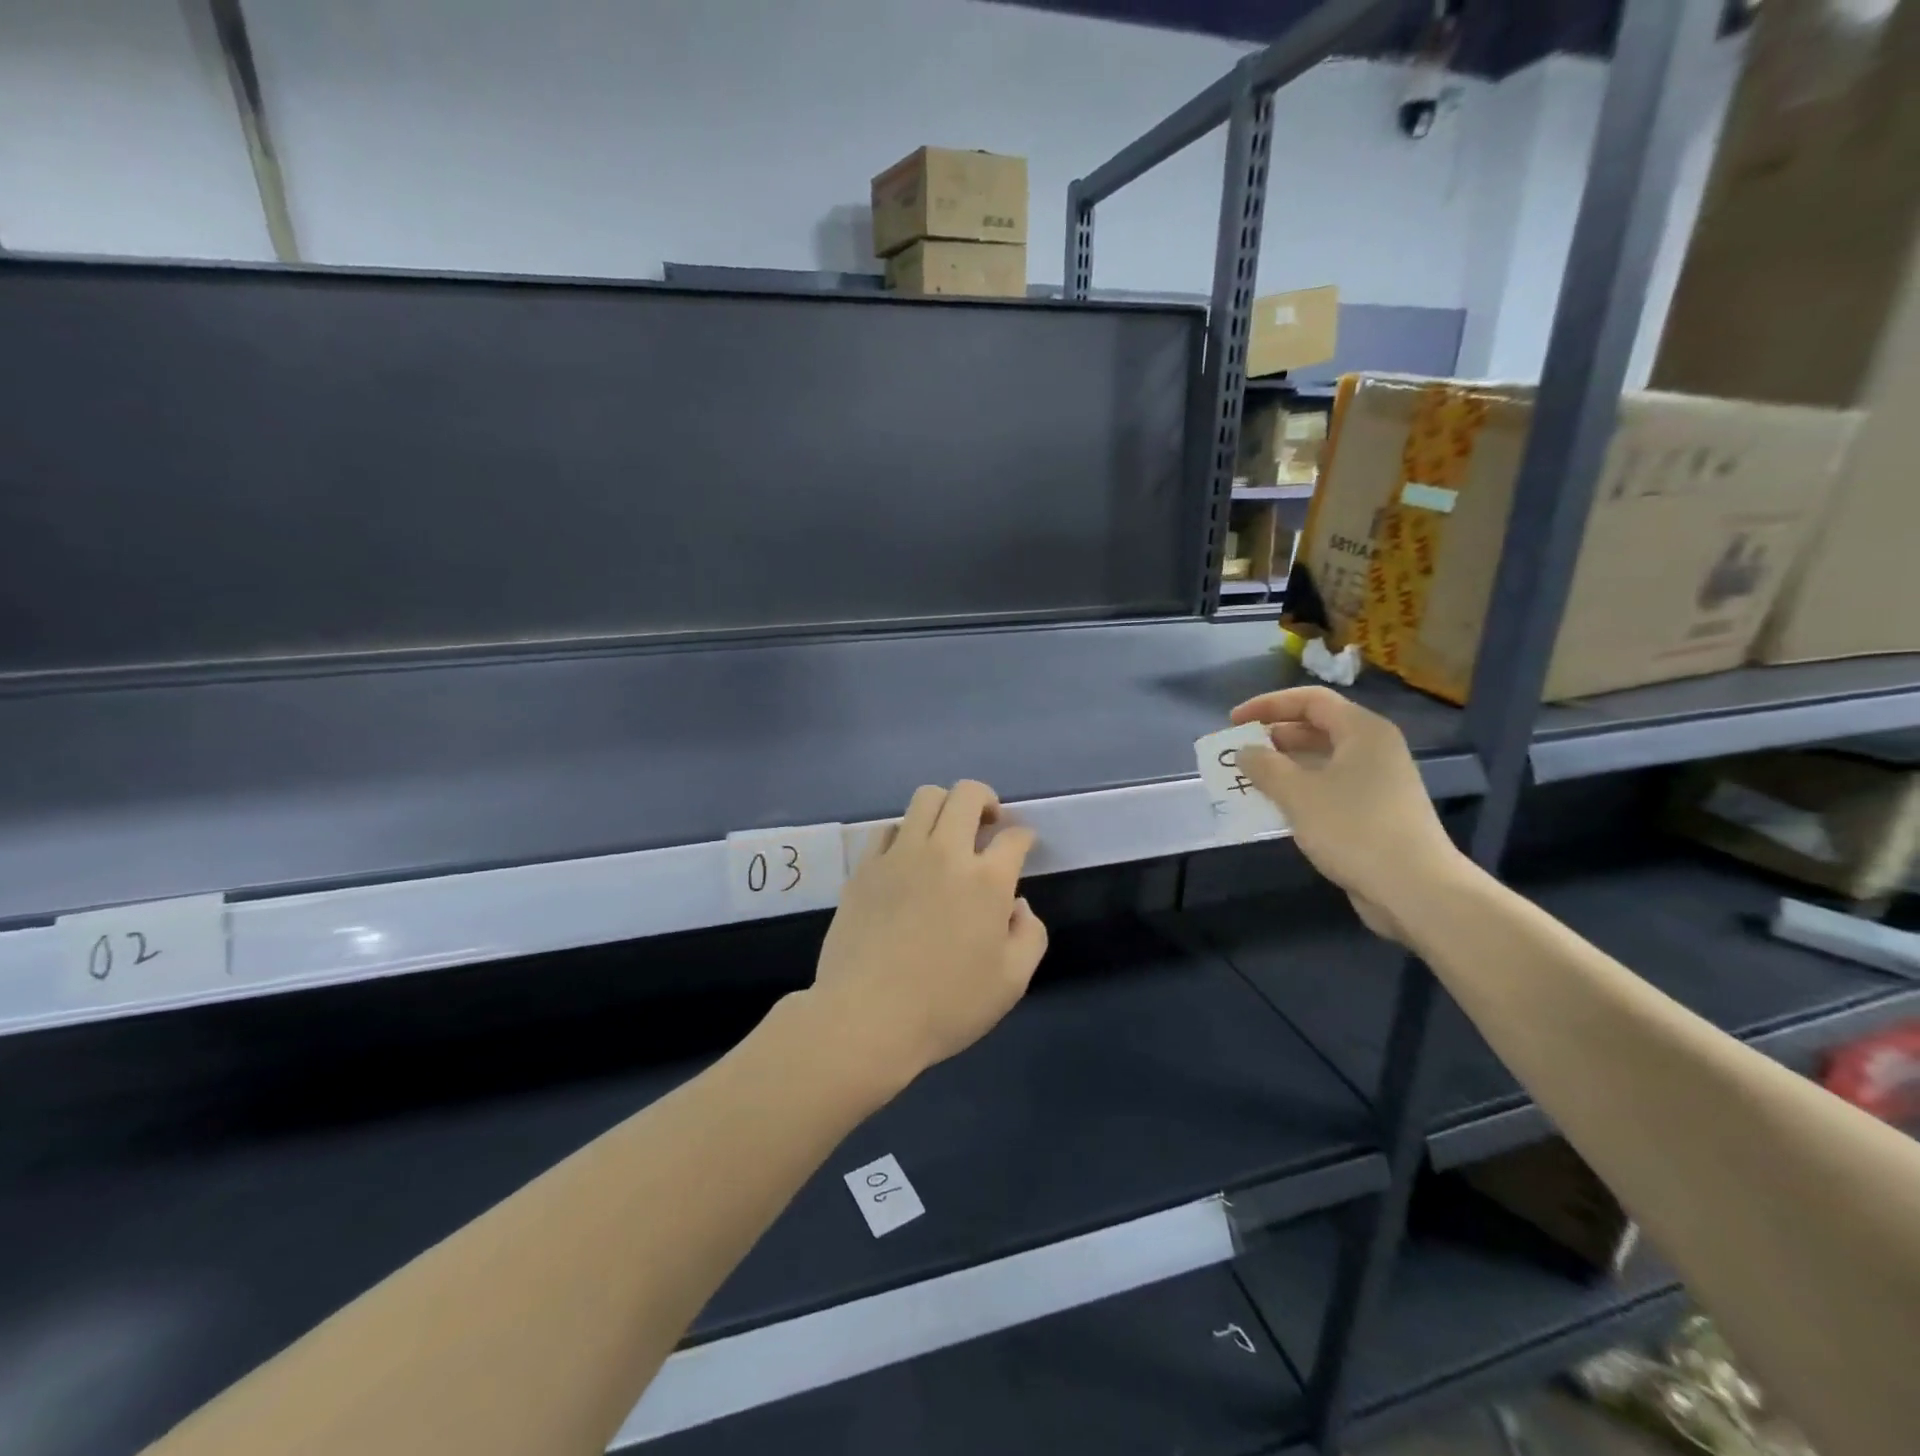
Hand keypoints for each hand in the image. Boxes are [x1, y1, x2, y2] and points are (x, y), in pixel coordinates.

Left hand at [809, 780, 1046, 1092]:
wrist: (867, 1018)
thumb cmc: (947, 1006)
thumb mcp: (1011, 982)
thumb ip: (1029, 934)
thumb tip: (1016, 904)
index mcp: (987, 880)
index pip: (1015, 837)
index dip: (1024, 838)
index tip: (1022, 846)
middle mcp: (945, 853)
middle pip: (968, 794)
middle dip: (986, 800)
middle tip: (987, 825)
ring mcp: (900, 855)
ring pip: (925, 798)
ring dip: (945, 807)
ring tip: (946, 835)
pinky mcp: (865, 867)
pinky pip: (888, 828)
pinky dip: (905, 833)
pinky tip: (907, 859)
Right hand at [1229, 687, 1467, 941]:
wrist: (1415, 888)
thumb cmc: (1354, 829)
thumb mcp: (1298, 794)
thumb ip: (1265, 767)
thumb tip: (1244, 752)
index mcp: (1363, 731)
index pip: (1310, 700)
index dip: (1268, 705)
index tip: (1234, 722)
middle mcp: (1374, 749)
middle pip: (1317, 728)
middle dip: (1274, 737)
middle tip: (1240, 752)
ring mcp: (1378, 782)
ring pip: (1322, 761)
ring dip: (1284, 767)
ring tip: (1250, 780)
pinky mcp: (1376, 812)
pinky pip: (1330, 788)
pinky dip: (1301, 791)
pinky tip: (1277, 808)